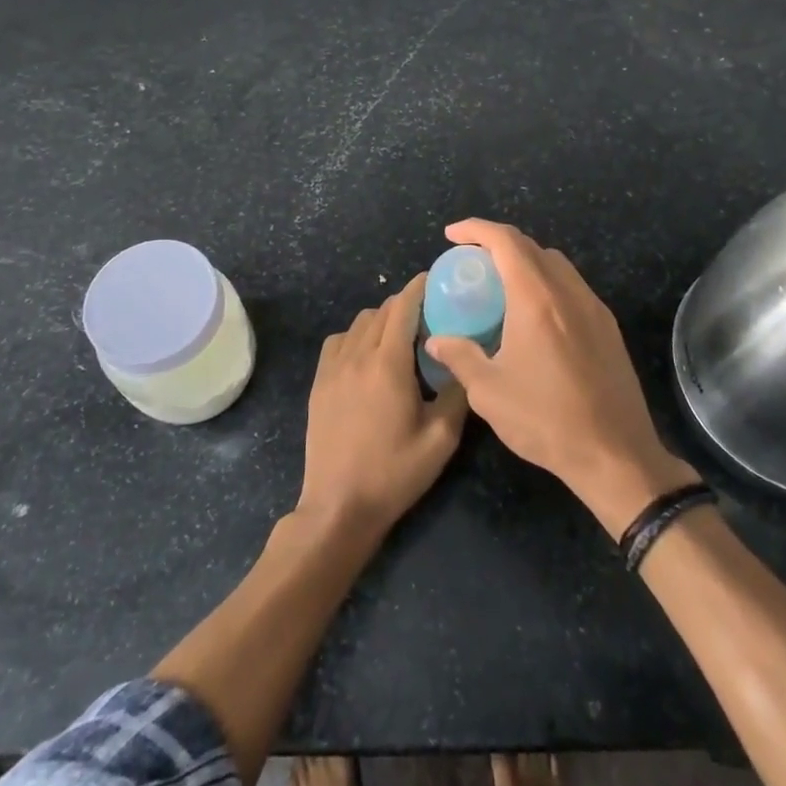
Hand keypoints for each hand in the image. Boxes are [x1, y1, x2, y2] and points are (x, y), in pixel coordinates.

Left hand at [296, 274, 468, 541]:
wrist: (339, 506)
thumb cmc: (394, 473)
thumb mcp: (440, 439)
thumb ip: (457, 394)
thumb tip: (466, 364)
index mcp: (388, 364)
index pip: (403, 307)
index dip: (419, 287)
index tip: (436, 279)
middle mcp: (357, 356)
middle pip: (381, 310)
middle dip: (405, 304)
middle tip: (430, 315)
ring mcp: (333, 368)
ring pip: (359, 322)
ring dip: (381, 319)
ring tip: (401, 336)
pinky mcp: (319, 383)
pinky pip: (338, 341)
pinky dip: (357, 335)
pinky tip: (368, 356)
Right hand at [425, 219, 696, 536]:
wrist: (615, 454)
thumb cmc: (546, 420)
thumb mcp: (489, 392)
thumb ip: (460, 357)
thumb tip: (436, 340)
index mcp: (536, 299)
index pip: (505, 241)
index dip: (475, 229)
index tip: (451, 235)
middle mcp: (568, 292)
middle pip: (531, 247)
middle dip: (497, 243)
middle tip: (471, 261)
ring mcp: (594, 308)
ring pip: (556, 264)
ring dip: (525, 261)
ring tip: (500, 284)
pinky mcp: (608, 327)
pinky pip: (572, 287)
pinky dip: (546, 282)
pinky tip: (534, 314)